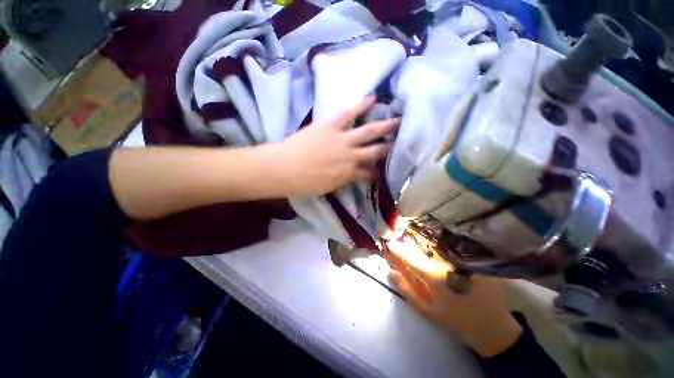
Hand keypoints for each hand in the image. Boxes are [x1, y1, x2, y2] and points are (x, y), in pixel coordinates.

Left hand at [276, 96, 398, 195]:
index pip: (371, 173)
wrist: (286, 169)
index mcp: (350, 174)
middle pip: (377, 151)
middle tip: (404, 141)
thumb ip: (343, 180)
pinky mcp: (331, 125)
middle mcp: (352, 156)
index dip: (381, 171)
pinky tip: (373, 98)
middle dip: (391, 147)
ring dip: (385, 126)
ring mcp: (343, 139)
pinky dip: (361, 105)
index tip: (388, 168)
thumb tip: (353, 176)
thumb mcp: (328, 187)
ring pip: (369, 131)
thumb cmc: (305, 183)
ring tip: (398, 119)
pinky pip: (349, 113)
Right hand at [386, 240, 522, 357]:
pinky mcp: (472, 259)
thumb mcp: (428, 311)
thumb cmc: (457, 321)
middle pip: (421, 246)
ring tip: (417, 244)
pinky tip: (436, 249)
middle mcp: (447, 262)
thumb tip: (390, 271)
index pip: (409, 257)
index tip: (387, 244)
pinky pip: (449, 248)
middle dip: (409, 243)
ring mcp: (461, 259)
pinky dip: (438, 246)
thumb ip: (407, 290)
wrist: (494, 328)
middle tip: (401, 243)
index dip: (396, 249)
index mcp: (435, 276)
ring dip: (423, 243)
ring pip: (436, 245)